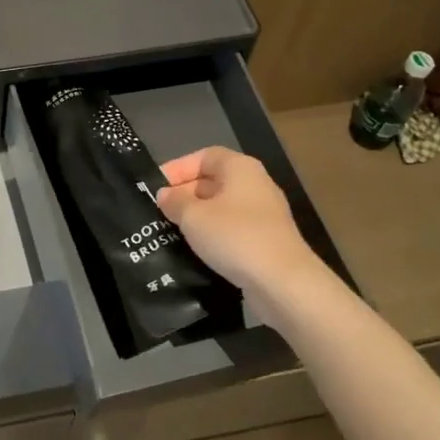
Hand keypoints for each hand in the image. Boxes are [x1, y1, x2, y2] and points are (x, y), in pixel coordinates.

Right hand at [157, 147, 326, 319]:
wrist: (284, 283)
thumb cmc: (235, 237)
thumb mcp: (193, 217)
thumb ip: (174, 201)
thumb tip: (165, 195)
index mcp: (240, 168)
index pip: (204, 156)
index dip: (178, 168)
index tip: (155, 187)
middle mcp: (255, 185)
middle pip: (213, 181)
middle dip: (184, 194)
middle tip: (158, 213)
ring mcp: (264, 214)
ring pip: (221, 208)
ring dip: (197, 218)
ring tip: (170, 232)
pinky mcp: (266, 241)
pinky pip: (232, 229)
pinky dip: (213, 236)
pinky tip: (195, 250)